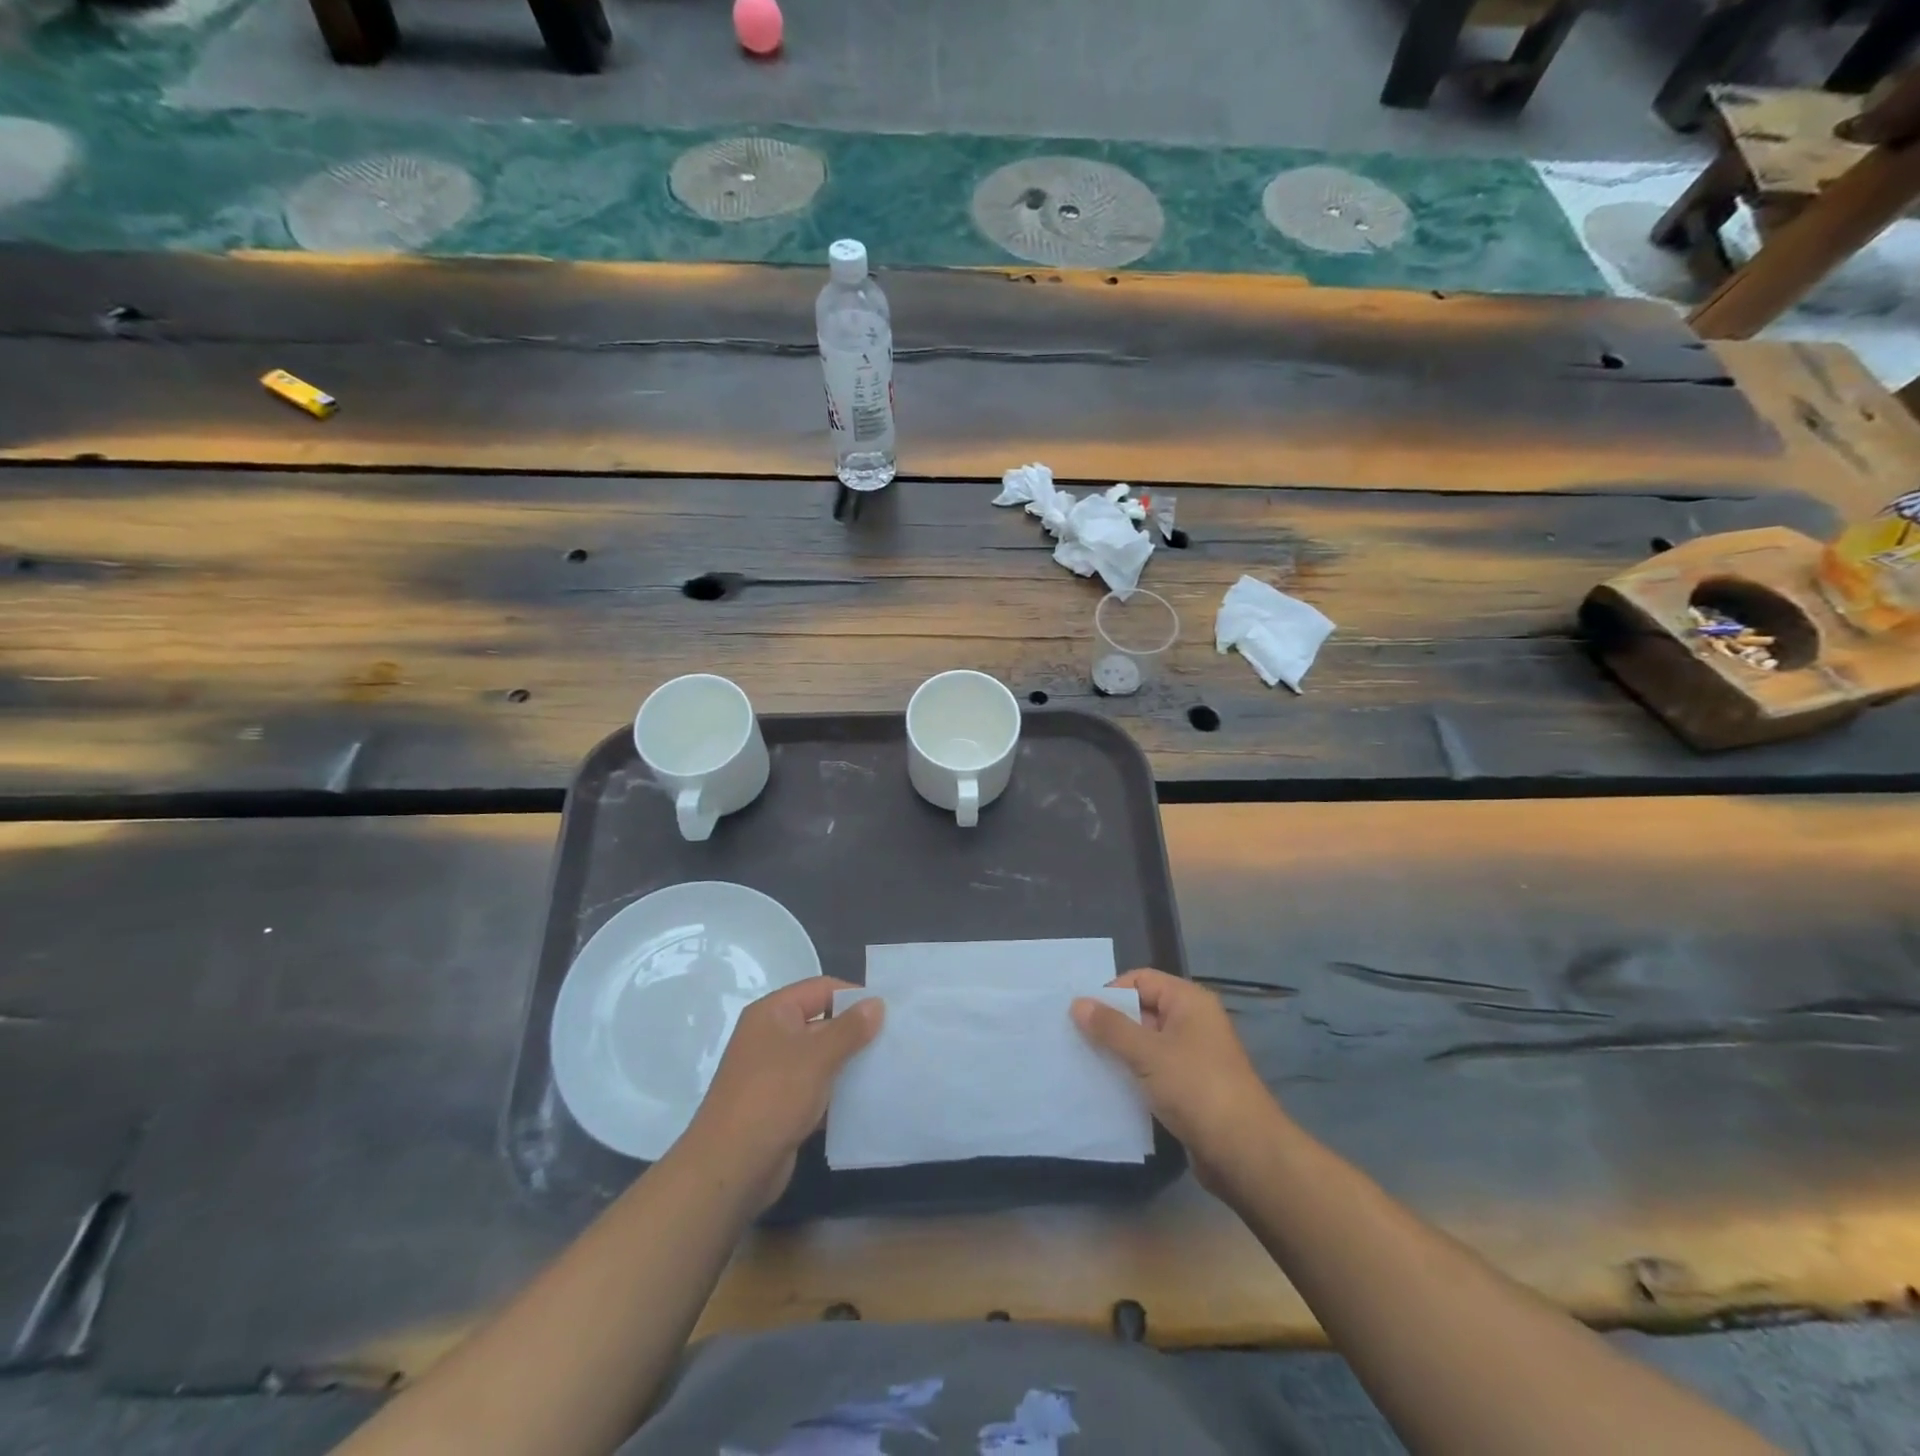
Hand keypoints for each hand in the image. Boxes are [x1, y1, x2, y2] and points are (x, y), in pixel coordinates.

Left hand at [683, 977, 882, 1210]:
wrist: (730, 1168)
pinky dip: (838, 1092)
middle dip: (856, 1032)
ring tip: (888, 1068)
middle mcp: (771, 1037)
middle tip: (895, 1040)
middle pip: (822, 1022)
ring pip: (821, 1058)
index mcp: (773, 1013)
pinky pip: (816, 1088)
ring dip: (850, 1063)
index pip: (821, 989)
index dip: (854, 996)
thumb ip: (850, 1028)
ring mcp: (774, 1073)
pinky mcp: (780, 1106)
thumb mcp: (817, 1056)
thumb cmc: (773, 1097)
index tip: (889, 1010)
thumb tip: (877, 1003)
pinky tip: (867, 1099)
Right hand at [1072, 968, 1283, 1197]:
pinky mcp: (1190, 1088)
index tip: (1081, 1015)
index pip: (1141, 979)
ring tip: (1084, 1063)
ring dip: (1119, 1052)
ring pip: (1146, 1044)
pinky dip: (1133, 1076)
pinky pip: (1154, 1071)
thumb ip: (1111, 1027)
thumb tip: (1077, 1003)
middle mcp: (1192, 1022)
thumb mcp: (1148, 1053)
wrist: (1245, 1154)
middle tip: (1075, 1039)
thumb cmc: (1196, 1088)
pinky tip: (1108, 1088)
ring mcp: (1193, 1056)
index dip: (1111, 992)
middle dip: (1110, 1024)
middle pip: (1142, 1010)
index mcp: (1189, 1001)